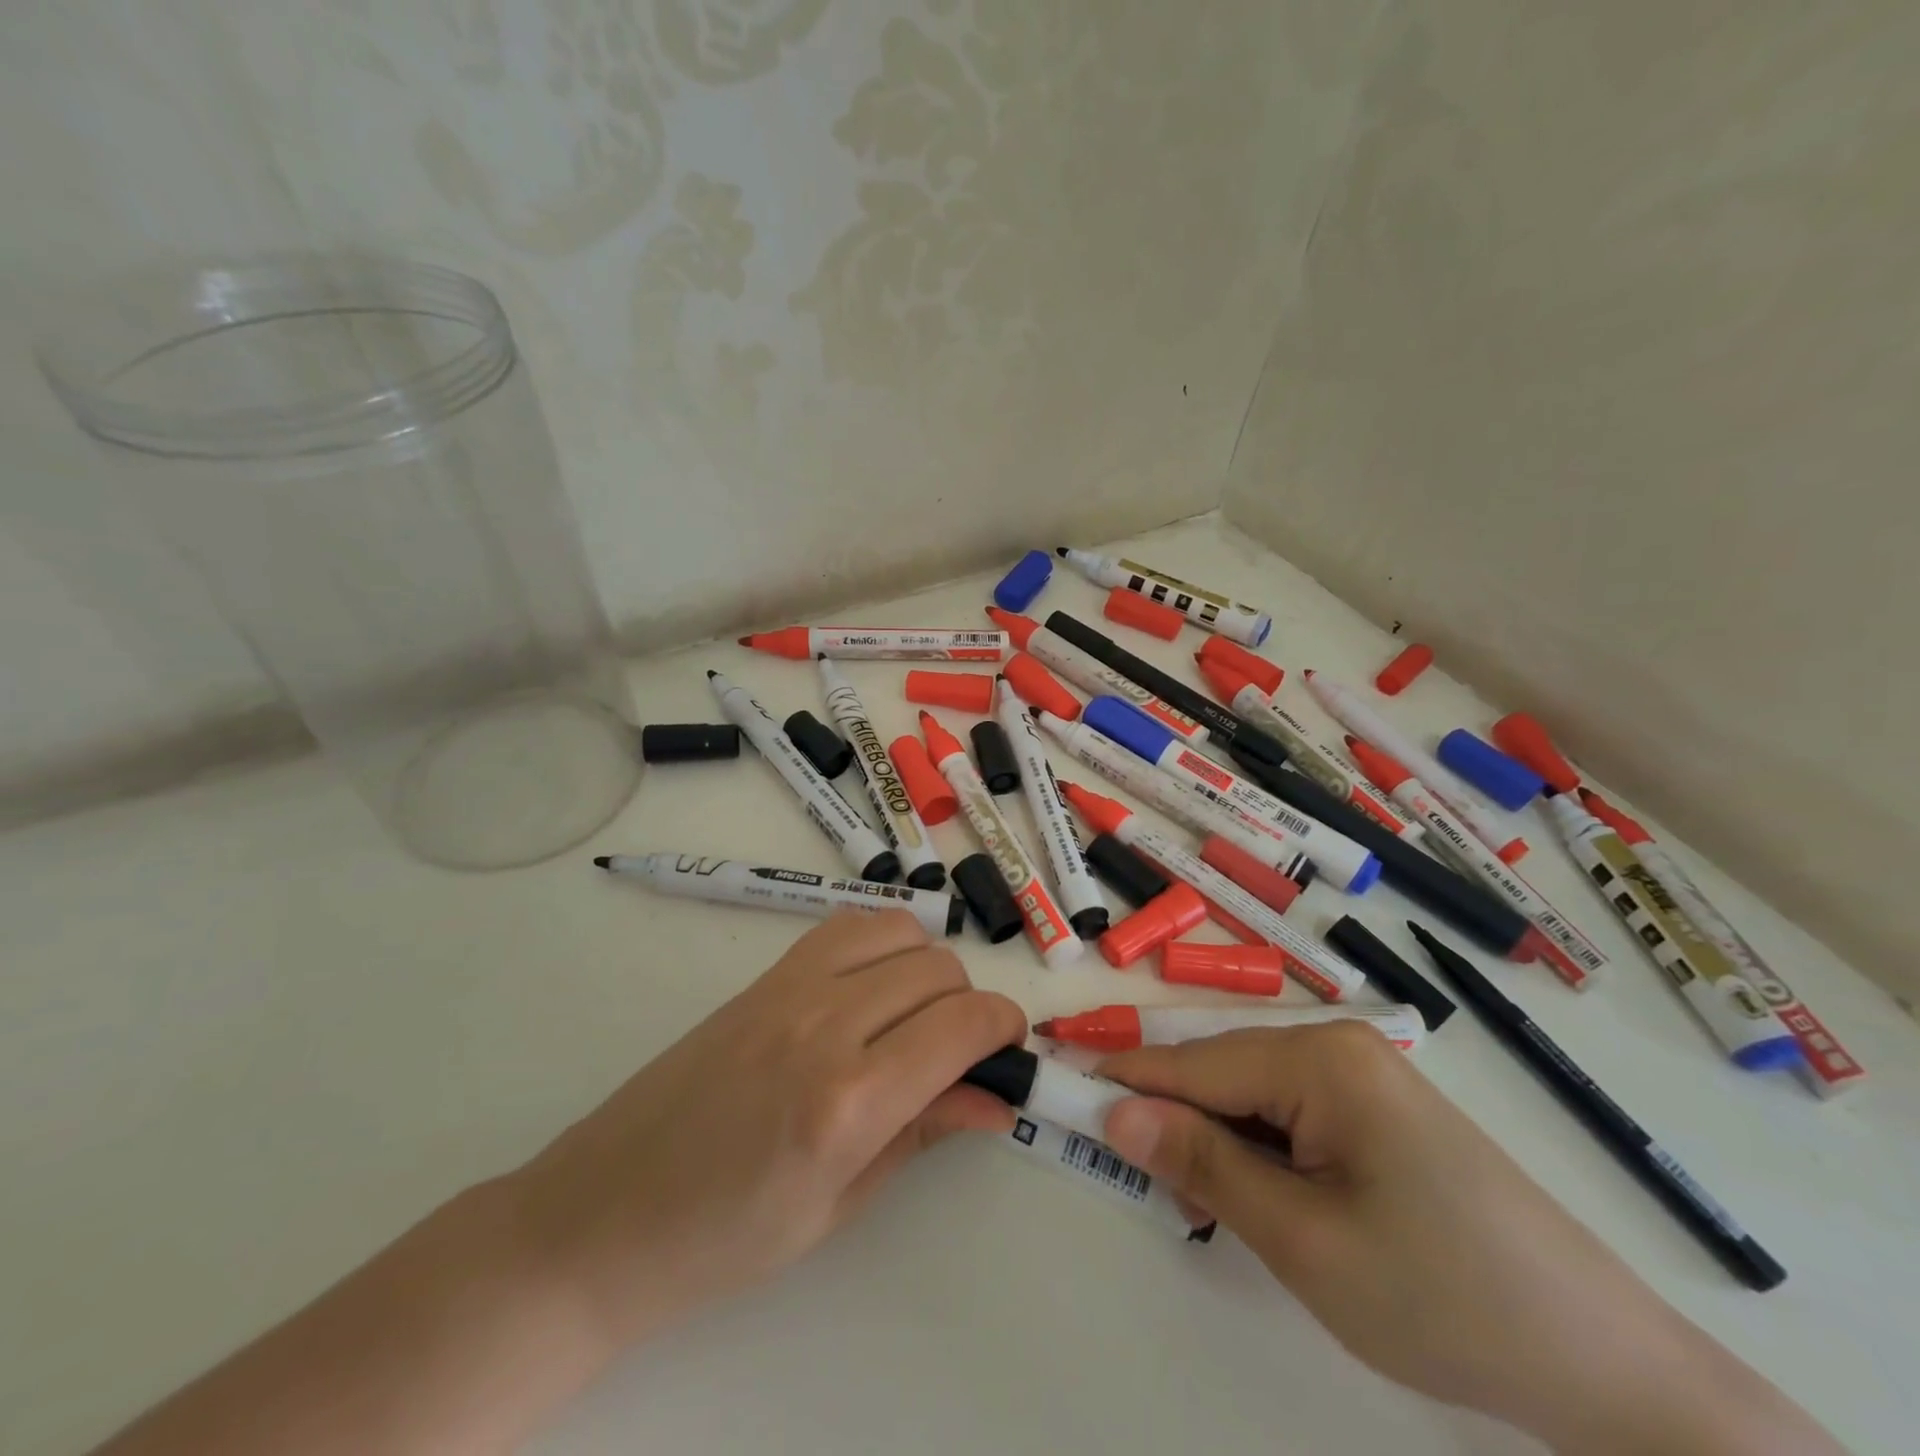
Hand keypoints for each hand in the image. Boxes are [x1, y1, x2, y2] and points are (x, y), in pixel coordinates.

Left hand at [511, 910, 1023, 1347]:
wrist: (603, 1214)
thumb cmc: (725, 1239)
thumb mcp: (839, 1205)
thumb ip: (924, 1133)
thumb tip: (997, 1099)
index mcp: (849, 1102)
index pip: (963, 1025)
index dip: (1004, 1028)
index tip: (1008, 1051)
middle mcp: (826, 1024)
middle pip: (939, 970)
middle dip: (968, 1006)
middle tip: (957, 1054)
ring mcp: (791, 987)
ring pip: (900, 932)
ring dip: (927, 968)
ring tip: (913, 1017)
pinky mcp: (766, 973)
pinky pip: (848, 926)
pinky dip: (881, 944)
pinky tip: (871, 988)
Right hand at [1096, 1023, 1838, 1454]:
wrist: (1610, 1369)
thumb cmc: (1443, 1297)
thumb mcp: (1304, 1239)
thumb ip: (1201, 1165)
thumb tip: (1114, 1113)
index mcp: (1319, 1057)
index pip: (1192, 1061)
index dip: (1122, 1081)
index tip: (1057, 1086)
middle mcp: (1336, 1047)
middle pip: (1220, 1073)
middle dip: (1175, 1124)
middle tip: (1150, 1187)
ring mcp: (1362, 1078)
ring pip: (1251, 1097)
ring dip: (1217, 1145)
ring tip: (1211, 1210)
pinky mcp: (1378, 1113)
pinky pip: (1289, 1116)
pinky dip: (1258, 1153)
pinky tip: (1266, 1201)